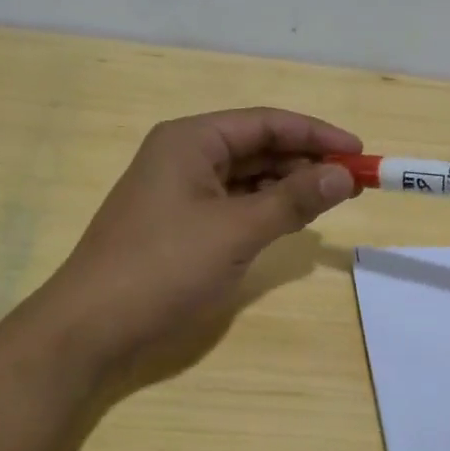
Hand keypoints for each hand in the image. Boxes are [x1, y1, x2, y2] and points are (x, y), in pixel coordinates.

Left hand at [37, 107, 360, 382]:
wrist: (91, 327)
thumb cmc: (164, 267)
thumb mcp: (236, 231)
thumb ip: (293, 200)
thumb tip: (344, 175)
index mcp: (191, 140)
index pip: (266, 122)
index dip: (316, 134)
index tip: (359, 152)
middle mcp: (184, 155)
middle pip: (257, 146)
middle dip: (305, 161)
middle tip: (352, 182)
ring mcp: (179, 190)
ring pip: (247, 176)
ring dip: (288, 186)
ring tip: (331, 200)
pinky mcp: (180, 222)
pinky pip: (233, 203)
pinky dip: (265, 208)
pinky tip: (292, 220)